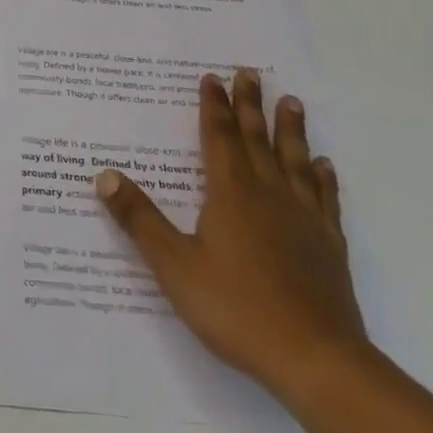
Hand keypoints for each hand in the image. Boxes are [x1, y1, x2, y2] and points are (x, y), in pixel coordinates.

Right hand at [95, 69, 369, 404]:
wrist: (316, 360)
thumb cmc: (236, 308)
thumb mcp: (174, 265)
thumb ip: (139, 219)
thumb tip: (105, 175)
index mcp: (231, 194)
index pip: (220, 138)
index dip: (214, 107)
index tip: (212, 78)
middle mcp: (269, 195)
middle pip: (258, 140)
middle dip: (250, 105)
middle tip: (251, 72)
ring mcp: (303, 219)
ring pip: (295, 161)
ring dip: (290, 130)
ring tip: (292, 102)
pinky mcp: (328, 245)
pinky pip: (325, 199)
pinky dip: (323, 178)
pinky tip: (324, 166)